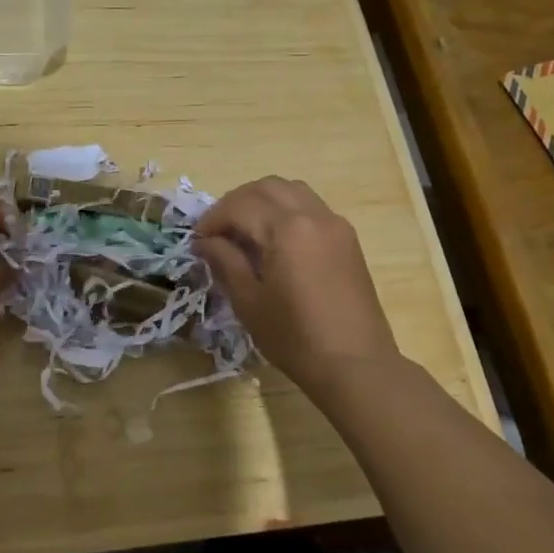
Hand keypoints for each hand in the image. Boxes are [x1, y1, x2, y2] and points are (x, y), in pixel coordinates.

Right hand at [194, 177, 400, 394]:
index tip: (197, 240)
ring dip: (262, 200)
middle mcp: (313, 215)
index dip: (212, 219)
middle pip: (266, 187)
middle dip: (235, 203)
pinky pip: (311, 207)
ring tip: (245, 230)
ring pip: (291, 190)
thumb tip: (205, 241)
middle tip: (217, 231)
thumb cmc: (295, 337)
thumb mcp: (248, 302)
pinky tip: (275, 240)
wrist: (356, 365)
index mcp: (286, 229)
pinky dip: (286, 210)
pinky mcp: (347, 239)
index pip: (239, 205)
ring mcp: (335, 224)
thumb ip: (225, 261)